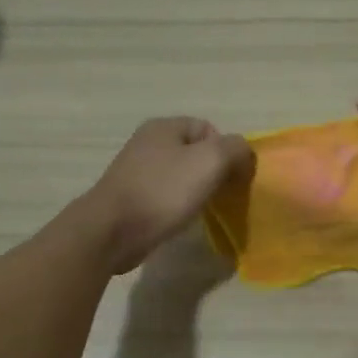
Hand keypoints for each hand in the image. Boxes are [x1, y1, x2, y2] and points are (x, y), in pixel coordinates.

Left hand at [81, 117, 253, 273]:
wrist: (112, 231)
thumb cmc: (163, 191)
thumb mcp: (210, 161)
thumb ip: (235, 149)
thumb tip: (244, 154)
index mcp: (164, 126)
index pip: (209, 129)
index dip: (226, 151)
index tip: (231, 178)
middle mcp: (148, 143)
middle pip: (195, 152)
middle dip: (213, 173)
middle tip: (221, 195)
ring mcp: (136, 171)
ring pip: (180, 175)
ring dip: (195, 191)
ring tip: (201, 210)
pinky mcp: (131, 198)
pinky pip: (165, 196)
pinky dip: (177, 206)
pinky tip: (179, 220)